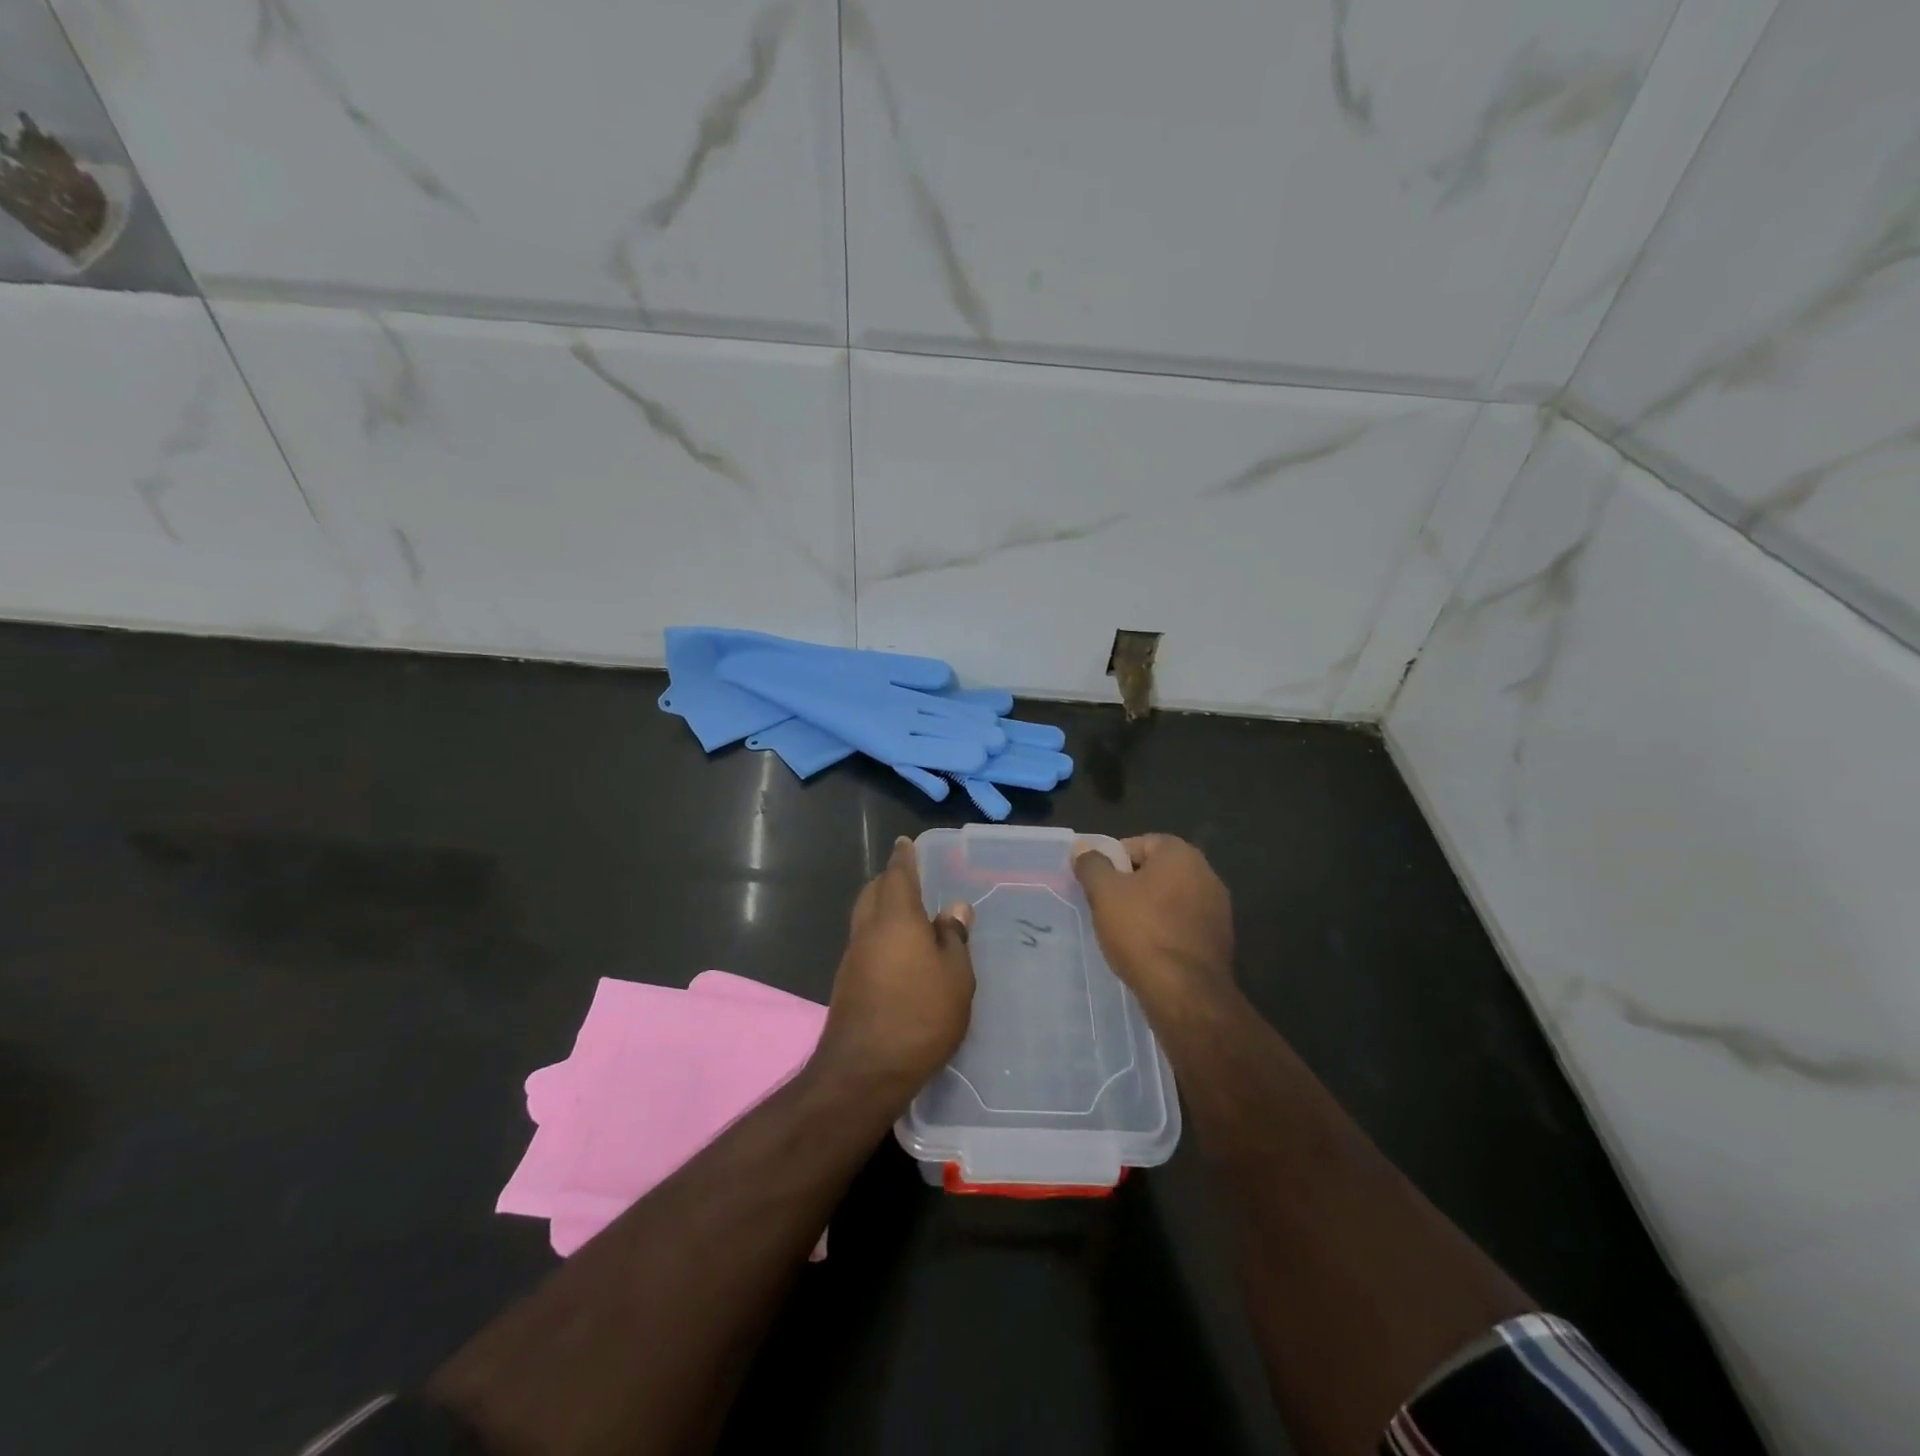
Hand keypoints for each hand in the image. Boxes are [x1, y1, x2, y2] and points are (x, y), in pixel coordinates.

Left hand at [814, 837, 975, 1104]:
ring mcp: (853, 957)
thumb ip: (954, 938)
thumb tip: (954, 908)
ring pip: (866, 918)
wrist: (864, 1071)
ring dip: (883, 908)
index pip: (898, 874)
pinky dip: (880, 935)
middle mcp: (868, 930)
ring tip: (910, 915)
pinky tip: (899, 954)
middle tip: (911, 879)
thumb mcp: (955, 977)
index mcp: (896, 918)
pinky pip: (865, 943)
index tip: (904, 842)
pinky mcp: (847, 983)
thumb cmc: (919, 1015)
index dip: (904, 857)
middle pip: (874, 892)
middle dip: (890, 880)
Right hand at [1074, 834, 1234, 1020]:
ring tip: (1125, 932)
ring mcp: (1218, 908)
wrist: (1186, 993)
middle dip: (1131, 885)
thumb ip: (1092, 864)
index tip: (1097, 885)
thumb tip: (1083, 848)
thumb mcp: (1104, 893)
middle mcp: (1206, 873)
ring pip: (1171, 899)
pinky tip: (1148, 950)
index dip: (1113, 861)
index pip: (1139, 843)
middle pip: (1156, 870)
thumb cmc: (1142, 932)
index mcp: (1181, 854)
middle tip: (1106, 907)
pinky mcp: (1220, 939)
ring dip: (1149, 909)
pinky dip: (1165, 930)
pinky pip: (1183, 924)